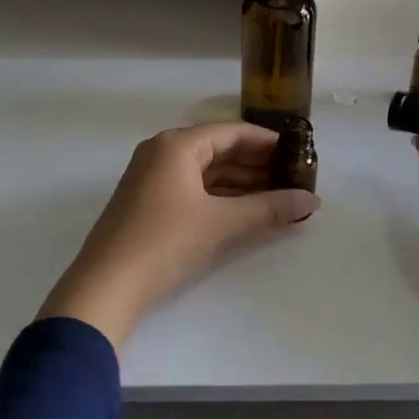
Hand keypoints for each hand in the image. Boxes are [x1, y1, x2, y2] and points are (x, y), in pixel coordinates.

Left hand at [39, 123, 317, 347]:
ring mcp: (151, 176)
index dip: (268, 142)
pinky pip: (192, 187)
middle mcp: (162, 151)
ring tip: (277, 195)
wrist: (106, 286)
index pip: (232, 132)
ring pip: (206, 170)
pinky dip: (220, 195)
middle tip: (293, 178)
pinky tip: (245, 210)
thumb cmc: (165, 242)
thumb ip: (269, 208)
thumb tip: (311, 201)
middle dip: (257, 164)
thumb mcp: (222, 224)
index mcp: (177, 144)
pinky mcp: (148, 201)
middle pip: (219, 149)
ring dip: (240, 182)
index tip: (299, 154)